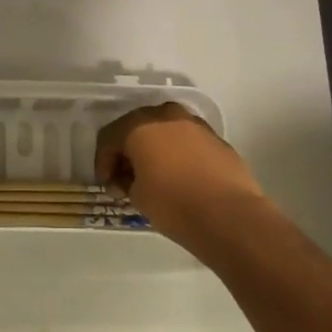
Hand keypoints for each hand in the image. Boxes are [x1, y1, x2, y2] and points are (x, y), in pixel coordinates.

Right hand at [94, 103, 267, 239]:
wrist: (229, 215)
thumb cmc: (173, 204)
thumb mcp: (137, 196)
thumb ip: (126, 181)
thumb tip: (129, 179)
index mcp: (140, 126)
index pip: (109, 137)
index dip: (102, 162)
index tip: (107, 185)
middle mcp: (166, 116)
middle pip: (137, 128)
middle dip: (128, 152)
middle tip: (126, 178)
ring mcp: (195, 124)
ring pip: (164, 131)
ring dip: (154, 149)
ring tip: (154, 177)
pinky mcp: (217, 139)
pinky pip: (187, 141)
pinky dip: (177, 154)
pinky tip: (180, 178)